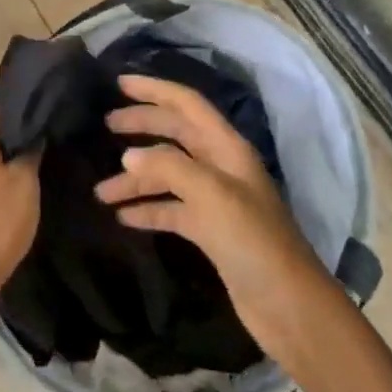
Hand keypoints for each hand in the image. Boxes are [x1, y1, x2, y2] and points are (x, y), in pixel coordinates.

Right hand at [95, 74, 334, 365]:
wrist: (290, 308)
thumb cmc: (254, 242)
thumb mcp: (212, 195)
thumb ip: (169, 168)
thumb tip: (128, 156)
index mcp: (226, 147)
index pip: (186, 103)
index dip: (154, 90)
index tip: (119, 83)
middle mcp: (220, 166)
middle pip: (174, 134)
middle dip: (141, 127)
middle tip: (105, 126)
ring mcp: (215, 200)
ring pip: (168, 175)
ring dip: (136, 179)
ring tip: (101, 191)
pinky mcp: (210, 232)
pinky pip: (171, 209)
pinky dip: (147, 209)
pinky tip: (122, 217)